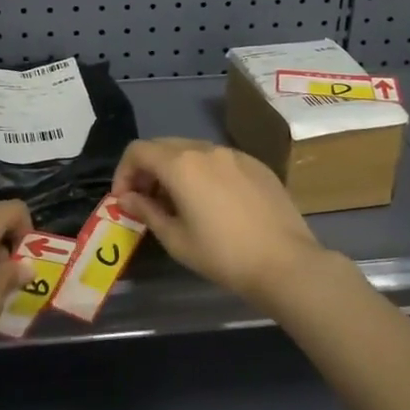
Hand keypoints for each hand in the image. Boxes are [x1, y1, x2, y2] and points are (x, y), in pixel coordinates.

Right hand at [111, 139, 334, 306]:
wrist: (285, 263)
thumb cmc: (223, 255)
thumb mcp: (176, 239)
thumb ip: (147, 212)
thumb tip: (127, 199)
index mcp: (181, 164)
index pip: (138, 151)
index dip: (123, 172)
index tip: (125, 200)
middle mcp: (206, 149)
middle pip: (164, 146)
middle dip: (148, 169)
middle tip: (147, 201)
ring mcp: (235, 154)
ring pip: (193, 150)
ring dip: (176, 169)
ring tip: (179, 202)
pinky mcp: (256, 164)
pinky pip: (219, 159)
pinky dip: (204, 172)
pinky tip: (213, 202)